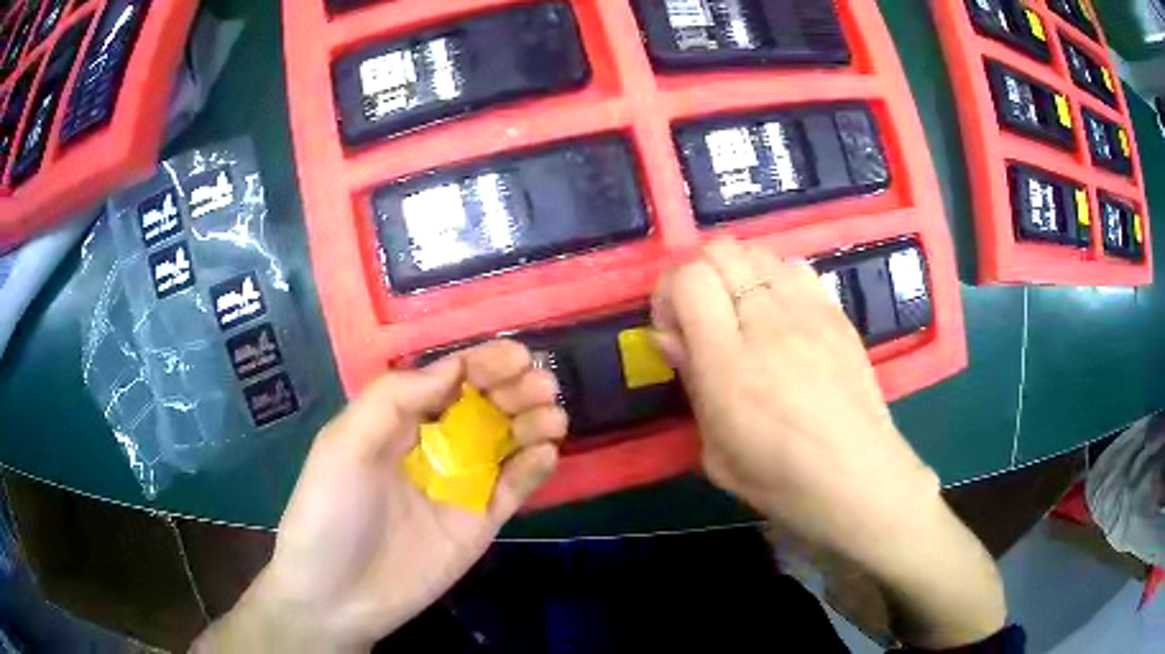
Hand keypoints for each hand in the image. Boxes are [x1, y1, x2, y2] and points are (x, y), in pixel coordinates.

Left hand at [194, 341, 567, 652]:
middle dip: (515, 389)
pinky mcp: (479, 522)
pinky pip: (514, 489)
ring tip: (552, 416)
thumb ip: (393, 400)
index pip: (448, 381)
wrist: (337, 595)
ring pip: (506, 444)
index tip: (517, 355)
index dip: (482, 363)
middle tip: (543, 386)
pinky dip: (534, 468)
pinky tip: (546, 452)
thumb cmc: (330, 511)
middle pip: (484, 407)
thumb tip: (454, 367)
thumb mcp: (344, 444)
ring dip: (533, 423)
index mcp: (399, 422)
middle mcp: (433, 448)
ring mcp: (460, 486)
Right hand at [652, 239, 933, 555]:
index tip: (675, 332)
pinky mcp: (836, 311)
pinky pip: (796, 266)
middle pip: (721, 251)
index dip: (669, 295)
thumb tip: (673, 337)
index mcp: (729, 361)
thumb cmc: (779, 478)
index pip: (689, 279)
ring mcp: (808, 310)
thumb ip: (692, 383)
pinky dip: (776, 277)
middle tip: (703, 318)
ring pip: (757, 251)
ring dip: (737, 273)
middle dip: (699, 276)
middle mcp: (768, 320)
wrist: (856, 477)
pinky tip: (781, 315)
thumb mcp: (715, 450)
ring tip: (742, 314)